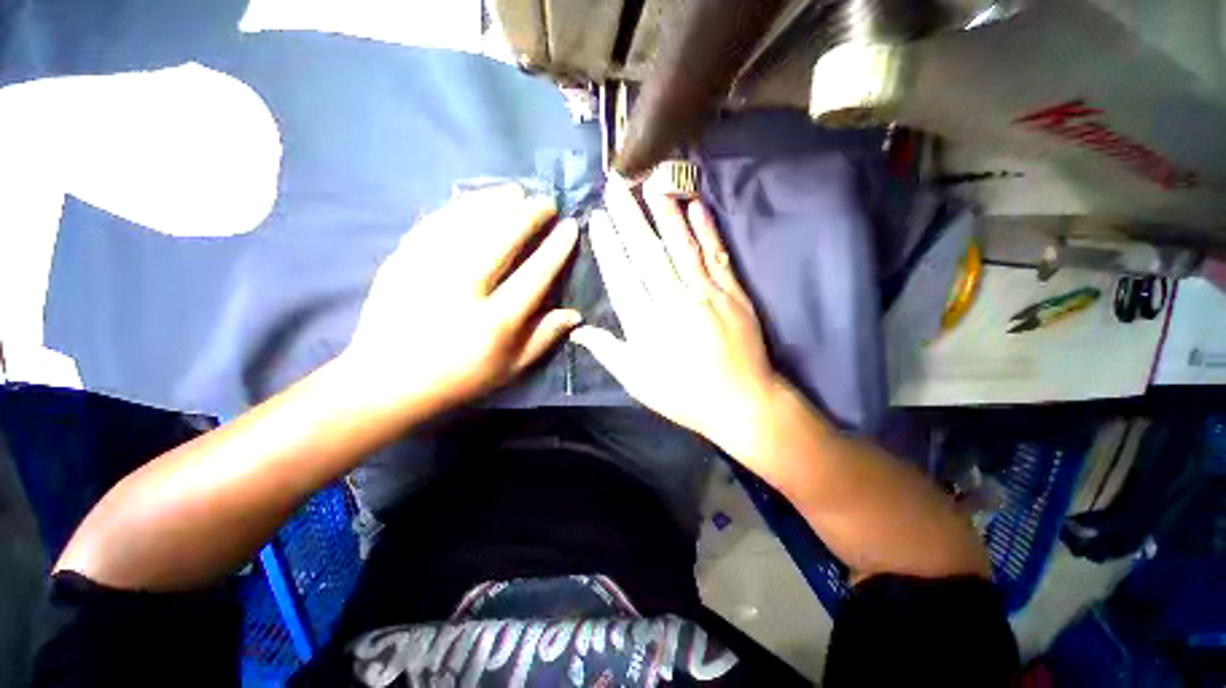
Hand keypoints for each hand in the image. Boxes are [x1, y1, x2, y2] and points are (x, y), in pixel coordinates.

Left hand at [343, 185, 579, 411]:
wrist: (386, 380)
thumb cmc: (459, 378)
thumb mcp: (510, 368)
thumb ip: (544, 338)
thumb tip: (575, 314)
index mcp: (493, 323)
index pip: (534, 276)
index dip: (555, 249)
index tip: (570, 227)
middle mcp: (462, 292)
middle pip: (500, 241)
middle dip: (527, 215)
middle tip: (545, 201)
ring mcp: (426, 272)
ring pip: (467, 224)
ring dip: (495, 202)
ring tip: (515, 191)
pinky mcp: (401, 261)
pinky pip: (434, 224)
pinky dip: (458, 207)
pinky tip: (475, 200)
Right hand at [571, 174, 781, 460]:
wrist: (741, 403)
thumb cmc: (683, 396)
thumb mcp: (638, 382)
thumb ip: (608, 352)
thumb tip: (577, 331)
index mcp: (647, 327)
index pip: (622, 278)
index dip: (608, 247)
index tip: (597, 219)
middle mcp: (674, 304)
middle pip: (648, 254)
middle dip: (629, 218)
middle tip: (616, 186)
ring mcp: (707, 295)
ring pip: (682, 247)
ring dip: (665, 214)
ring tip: (652, 183)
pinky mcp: (734, 293)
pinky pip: (717, 256)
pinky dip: (707, 230)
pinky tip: (696, 206)